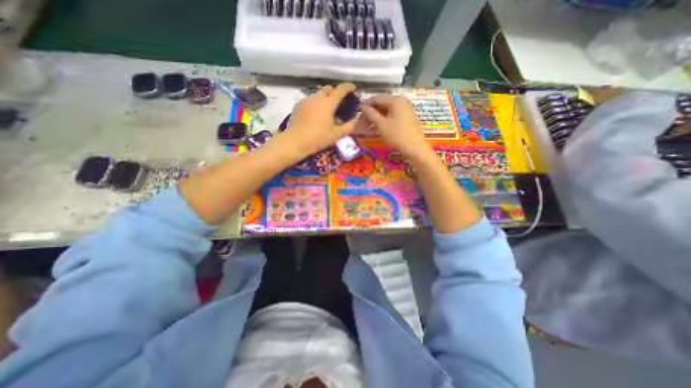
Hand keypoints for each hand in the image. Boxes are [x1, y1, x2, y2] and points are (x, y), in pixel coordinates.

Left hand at [280, 83, 355, 156]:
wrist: (296, 141)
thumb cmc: (319, 137)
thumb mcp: (337, 134)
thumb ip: (349, 127)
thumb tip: (358, 121)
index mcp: (328, 102)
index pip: (340, 90)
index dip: (348, 87)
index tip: (352, 88)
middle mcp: (317, 97)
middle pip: (328, 89)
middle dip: (334, 92)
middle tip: (338, 102)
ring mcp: (306, 100)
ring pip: (317, 94)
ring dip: (324, 98)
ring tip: (325, 110)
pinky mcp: (298, 105)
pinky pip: (309, 101)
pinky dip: (314, 104)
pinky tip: (314, 115)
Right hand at [359, 93, 430, 157]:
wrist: (415, 148)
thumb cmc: (397, 135)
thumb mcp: (381, 125)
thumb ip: (371, 114)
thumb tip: (362, 106)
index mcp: (395, 100)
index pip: (376, 98)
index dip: (366, 106)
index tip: (358, 114)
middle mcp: (401, 101)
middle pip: (382, 104)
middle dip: (371, 113)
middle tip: (363, 123)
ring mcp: (406, 109)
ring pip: (387, 111)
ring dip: (377, 118)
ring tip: (369, 127)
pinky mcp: (407, 118)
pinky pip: (393, 116)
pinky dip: (384, 121)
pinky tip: (378, 128)